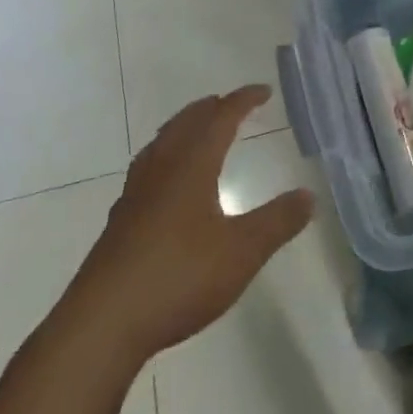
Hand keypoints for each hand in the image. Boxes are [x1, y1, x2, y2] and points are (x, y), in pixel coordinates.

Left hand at [68, 85, 314, 361]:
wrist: (104, 322)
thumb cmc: (179, 276)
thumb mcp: (242, 251)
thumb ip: (277, 222)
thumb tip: (308, 194)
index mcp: (190, 166)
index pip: (219, 119)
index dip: (242, 101)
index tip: (263, 91)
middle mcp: (160, 170)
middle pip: (185, 124)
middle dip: (210, 109)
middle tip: (230, 104)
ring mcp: (135, 195)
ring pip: (161, 144)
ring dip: (184, 128)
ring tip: (198, 131)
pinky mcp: (121, 221)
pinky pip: (148, 169)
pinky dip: (166, 157)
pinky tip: (168, 183)